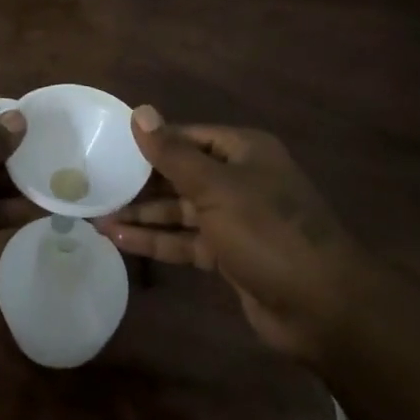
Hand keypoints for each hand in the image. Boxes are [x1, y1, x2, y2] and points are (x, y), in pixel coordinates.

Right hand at [96, 105, 358, 362]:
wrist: (323, 309)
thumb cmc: (269, 232)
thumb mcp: (216, 188)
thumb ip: (172, 153)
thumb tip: (139, 111)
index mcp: (243, 151)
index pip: (187, 136)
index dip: (150, 141)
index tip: (109, 145)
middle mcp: (239, 179)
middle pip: (181, 173)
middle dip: (141, 182)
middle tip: (95, 183)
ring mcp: (235, 219)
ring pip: (180, 210)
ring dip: (142, 213)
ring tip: (96, 215)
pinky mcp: (229, 255)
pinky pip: (186, 240)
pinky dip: (156, 240)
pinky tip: (119, 239)